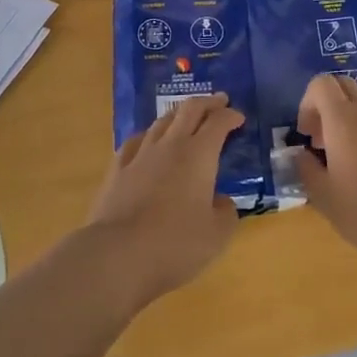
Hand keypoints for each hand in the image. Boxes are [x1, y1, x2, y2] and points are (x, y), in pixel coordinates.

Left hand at [87, 92, 243, 307]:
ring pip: (162, 121)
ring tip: (186, 117)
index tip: (239, 117)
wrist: (117, 254)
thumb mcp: (217, 235)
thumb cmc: (175, 244)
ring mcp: (140, 154)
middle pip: (189, 109)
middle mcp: (171, 145)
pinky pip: (136, 141)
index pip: (218, 123)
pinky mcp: (117, 169)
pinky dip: (149, 135)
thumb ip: (226, 213)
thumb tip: (221, 201)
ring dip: (179, 114)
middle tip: (219, 101)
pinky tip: (148, 141)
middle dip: (207, 102)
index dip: (230, 116)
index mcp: (199, 155)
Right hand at [293, 74, 356, 272]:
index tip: (307, 135)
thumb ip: (306, 169)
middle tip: (323, 140)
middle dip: (328, 104)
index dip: (308, 103)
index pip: (322, 84)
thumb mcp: (323, 197)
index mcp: (343, 120)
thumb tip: (301, 155)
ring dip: (351, 114)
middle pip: (345, 85)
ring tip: (348, 151)